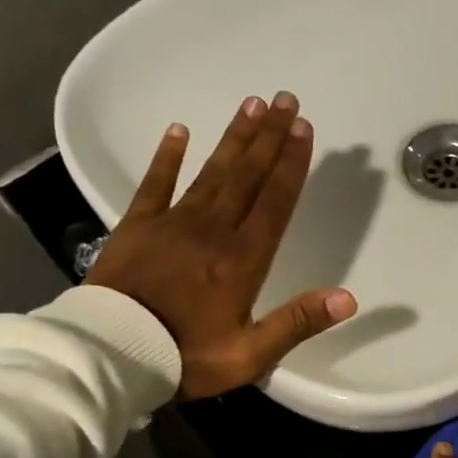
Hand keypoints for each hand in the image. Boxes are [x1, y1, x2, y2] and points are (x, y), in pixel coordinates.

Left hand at [86, 92, 356, 399]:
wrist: (110, 354)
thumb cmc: (185, 357)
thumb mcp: (249, 355)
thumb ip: (297, 323)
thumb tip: (347, 298)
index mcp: (242, 259)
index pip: (274, 201)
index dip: (291, 164)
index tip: (304, 129)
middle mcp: (212, 230)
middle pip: (247, 175)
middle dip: (270, 137)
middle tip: (286, 100)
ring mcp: (172, 223)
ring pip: (211, 172)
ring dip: (233, 138)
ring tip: (252, 105)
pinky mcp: (137, 226)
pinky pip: (155, 183)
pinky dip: (167, 156)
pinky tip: (179, 130)